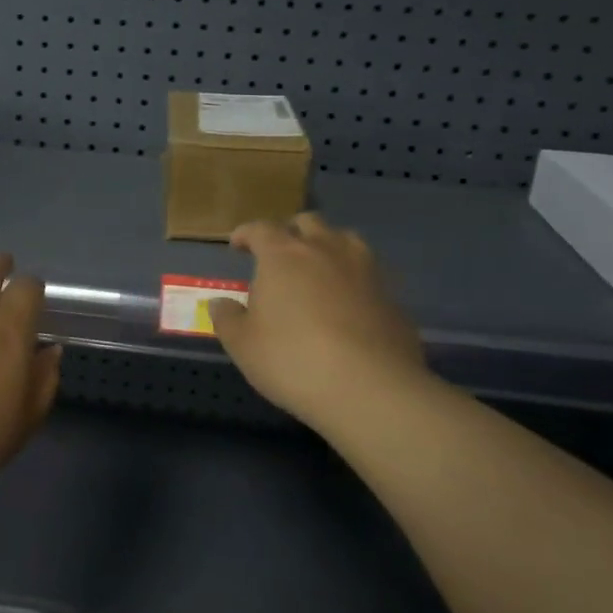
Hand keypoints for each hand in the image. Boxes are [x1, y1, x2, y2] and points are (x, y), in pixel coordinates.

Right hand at [208, 213, 430, 429]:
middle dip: (290, 232)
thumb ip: (228, 319)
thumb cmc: (292, 360)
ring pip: (345, 239)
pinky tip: (347, 304)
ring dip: (328, 246)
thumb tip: (220, 303)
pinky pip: (368, 274)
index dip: (246, 233)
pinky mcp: (392, 296)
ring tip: (318, 269)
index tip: (237, 245)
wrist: (370, 389)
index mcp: (283, 256)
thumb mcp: (243, 345)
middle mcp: (326, 251)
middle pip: (308, 223)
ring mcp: (365, 270)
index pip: (261, 229)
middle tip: (279, 254)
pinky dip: (353, 279)